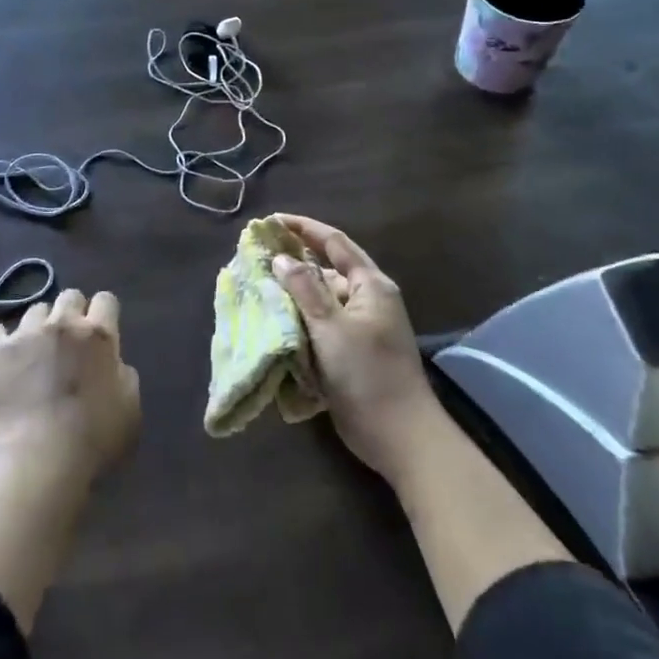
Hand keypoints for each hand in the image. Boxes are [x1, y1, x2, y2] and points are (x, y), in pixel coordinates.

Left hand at [0, 288, 141, 487]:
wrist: (39, 459)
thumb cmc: (93, 439)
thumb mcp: (130, 407)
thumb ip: (123, 373)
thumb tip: (110, 362)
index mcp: (99, 334)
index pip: (105, 299)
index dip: (104, 314)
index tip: (101, 333)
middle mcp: (62, 323)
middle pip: (69, 296)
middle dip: (72, 313)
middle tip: (69, 342)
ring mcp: (24, 334)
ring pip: (35, 310)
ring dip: (40, 327)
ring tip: (35, 353)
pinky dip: (3, 341)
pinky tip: (6, 359)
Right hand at [271, 215, 441, 482]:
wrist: (400, 437)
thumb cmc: (367, 374)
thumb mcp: (331, 327)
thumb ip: (305, 289)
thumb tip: (281, 258)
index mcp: (371, 285)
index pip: (335, 243)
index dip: (304, 228)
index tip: (272, 221)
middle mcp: (368, 300)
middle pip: (327, 271)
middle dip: (295, 263)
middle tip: (259, 258)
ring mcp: (361, 328)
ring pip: (322, 300)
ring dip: (295, 295)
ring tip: (259, 288)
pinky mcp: (352, 352)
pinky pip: (321, 326)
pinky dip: (300, 321)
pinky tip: (276, 322)